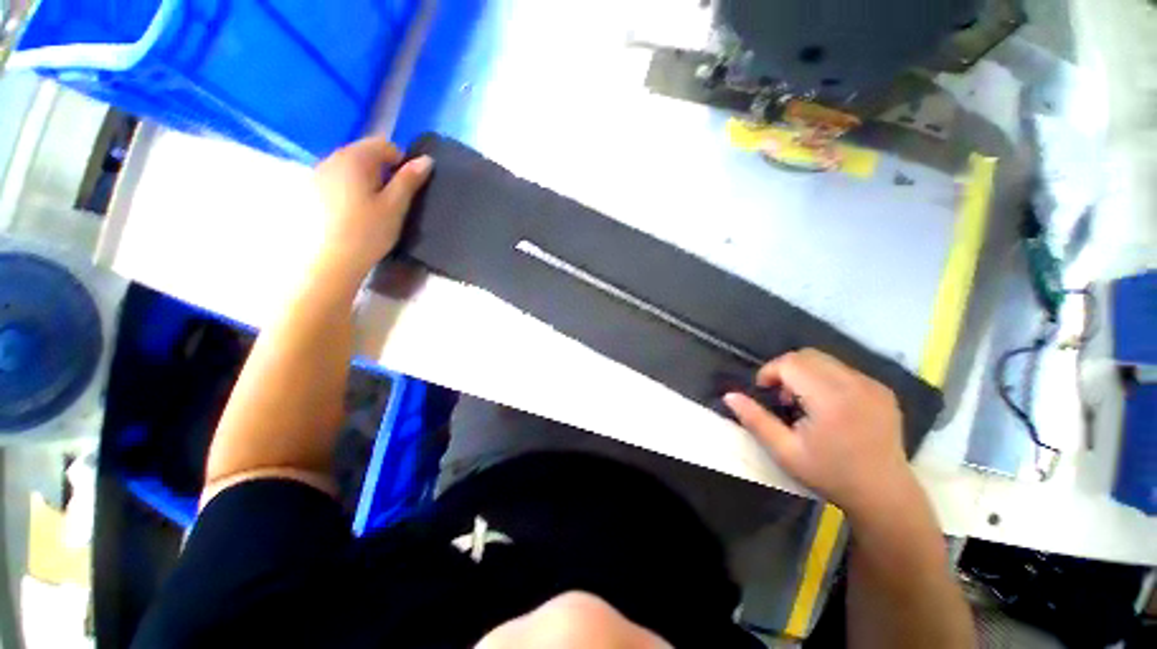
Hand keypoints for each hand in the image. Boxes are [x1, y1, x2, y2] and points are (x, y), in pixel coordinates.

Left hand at [313, 136, 432, 279]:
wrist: (329, 262)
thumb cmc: (368, 232)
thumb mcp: (395, 206)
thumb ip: (409, 180)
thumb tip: (426, 160)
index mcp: (355, 158)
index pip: (384, 144)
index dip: (402, 161)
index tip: (407, 187)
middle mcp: (331, 158)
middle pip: (364, 153)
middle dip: (382, 171)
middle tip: (392, 201)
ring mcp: (316, 174)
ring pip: (349, 167)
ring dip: (365, 180)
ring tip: (372, 209)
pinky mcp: (308, 191)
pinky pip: (335, 180)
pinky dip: (348, 189)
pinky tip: (352, 213)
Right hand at [724, 349, 915, 517]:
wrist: (884, 495)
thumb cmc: (829, 475)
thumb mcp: (784, 451)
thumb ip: (754, 420)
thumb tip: (729, 396)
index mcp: (831, 399)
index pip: (790, 363)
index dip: (769, 372)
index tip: (764, 392)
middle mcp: (855, 384)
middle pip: (807, 355)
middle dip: (785, 369)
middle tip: (782, 398)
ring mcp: (873, 385)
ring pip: (825, 360)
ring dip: (805, 372)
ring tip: (804, 401)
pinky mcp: (883, 390)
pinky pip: (843, 370)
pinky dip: (825, 378)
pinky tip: (827, 405)